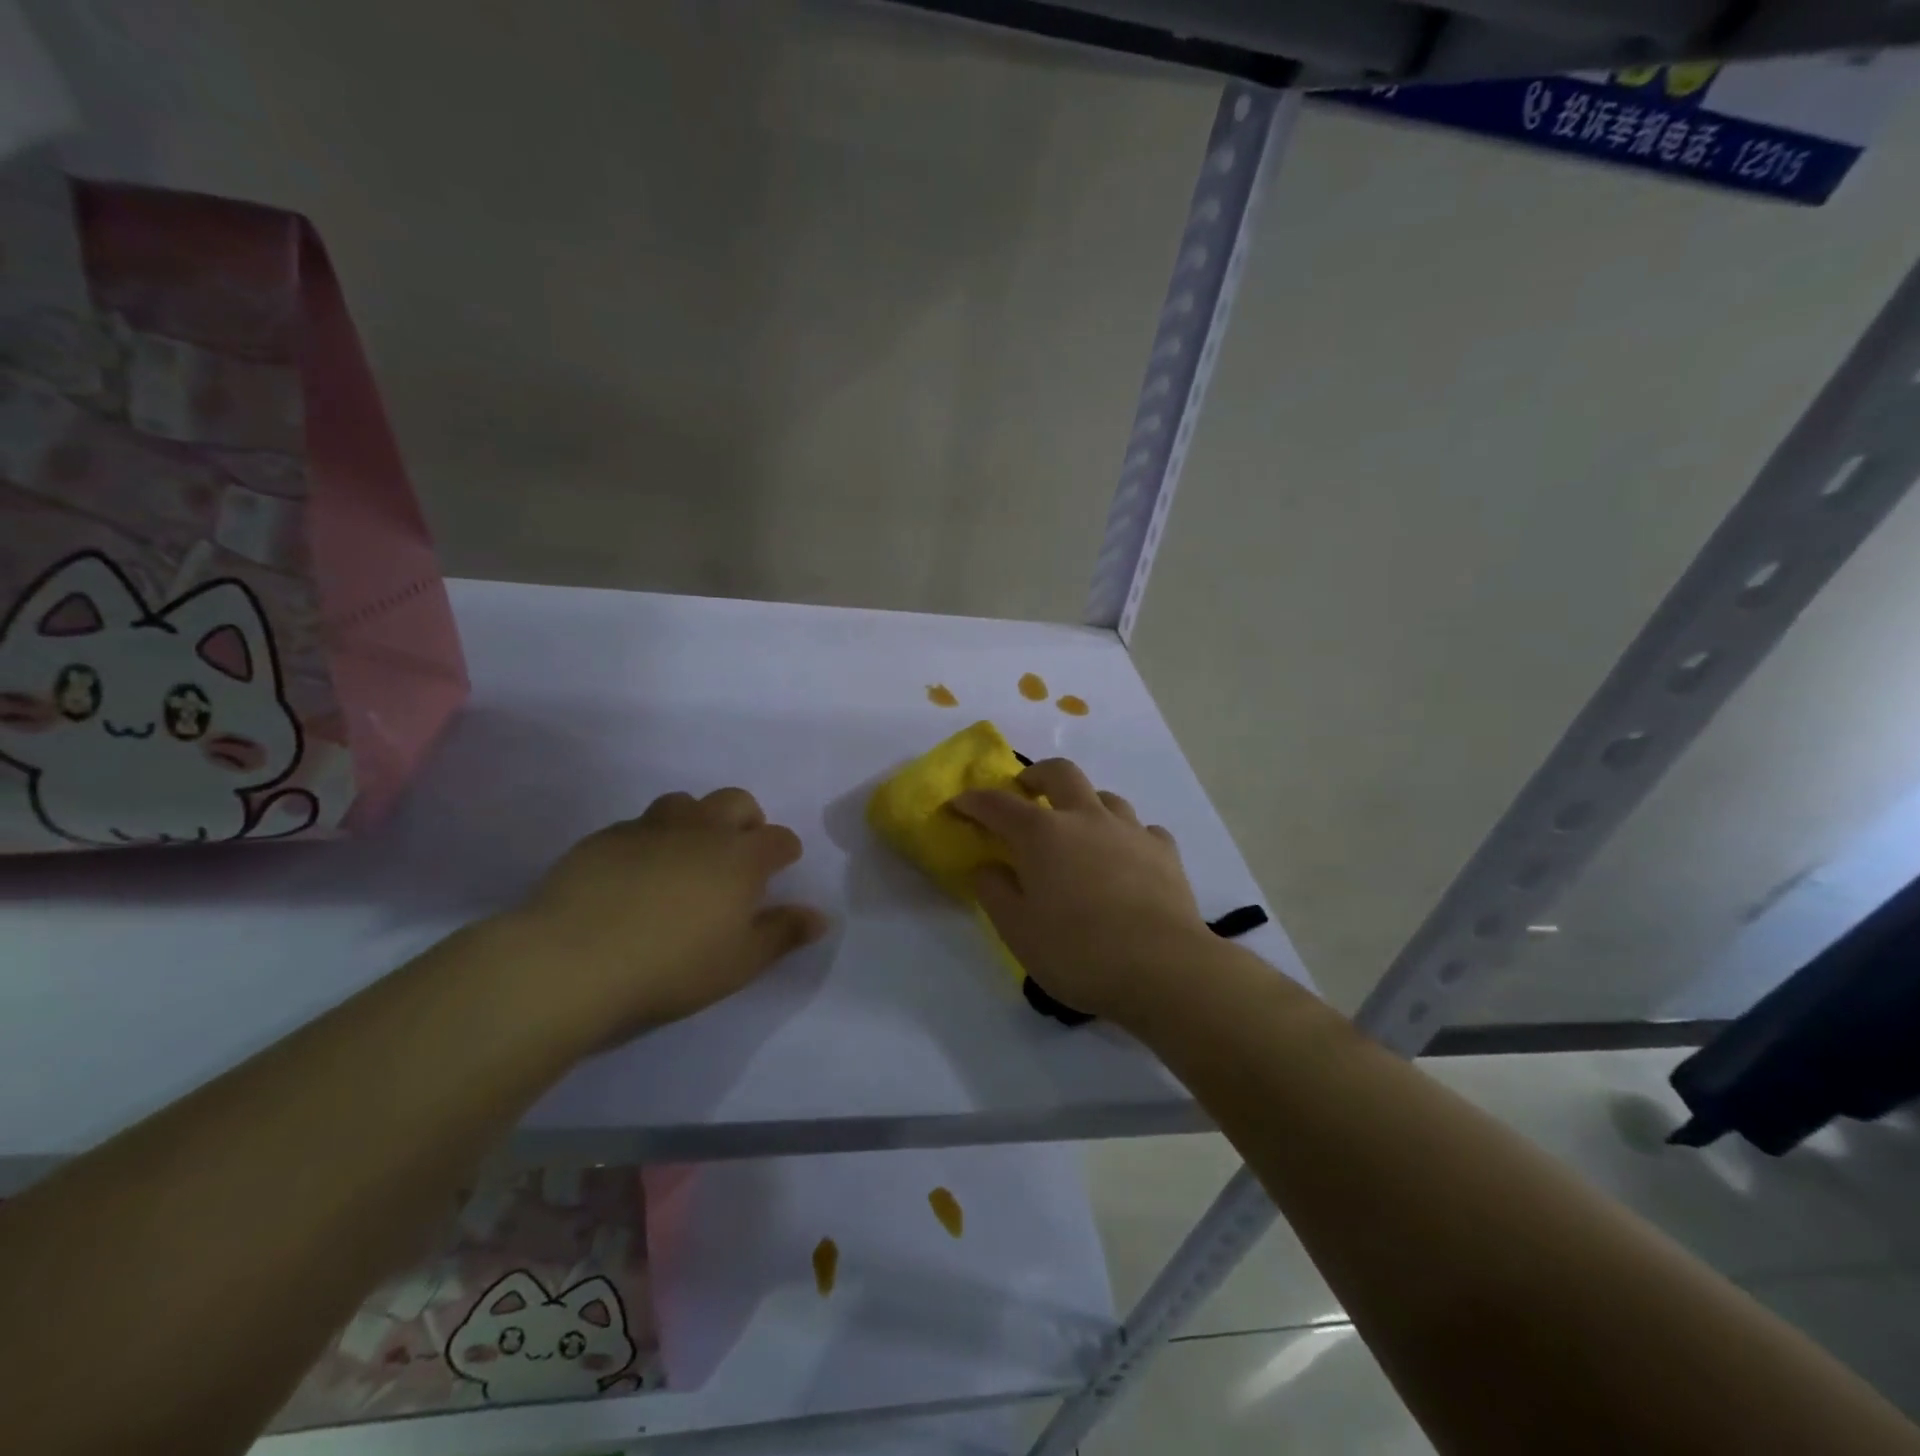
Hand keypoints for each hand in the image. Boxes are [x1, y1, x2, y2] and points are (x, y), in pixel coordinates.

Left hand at [490, 788, 827, 1048]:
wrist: (573, 960)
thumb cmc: (672, 966)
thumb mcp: (739, 963)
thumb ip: (782, 934)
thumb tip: (820, 917)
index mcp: (740, 858)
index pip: (778, 838)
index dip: (785, 851)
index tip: (781, 866)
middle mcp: (701, 830)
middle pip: (736, 802)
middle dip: (746, 821)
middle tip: (737, 855)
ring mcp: (650, 828)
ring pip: (684, 804)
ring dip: (696, 821)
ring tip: (686, 857)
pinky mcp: (605, 838)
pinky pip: (639, 826)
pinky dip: (650, 840)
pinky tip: (635, 874)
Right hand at [953, 759, 1211, 1023]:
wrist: (1164, 968)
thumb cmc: (1078, 952)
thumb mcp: (1018, 931)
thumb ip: (995, 892)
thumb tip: (988, 866)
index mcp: (1042, 834)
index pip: (998, 805)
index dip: (974, 801)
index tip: (958, 804)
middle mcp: (1086, 818)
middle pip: (1060, 773)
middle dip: (1036, 775)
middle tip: (1025, 791)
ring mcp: (1130, 830)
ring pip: (1105, 797)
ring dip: (1084, 804)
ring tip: (1078, 829)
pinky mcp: (1165, 851)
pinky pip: (1141, 829)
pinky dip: (1126, 836)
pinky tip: (1126, 858)